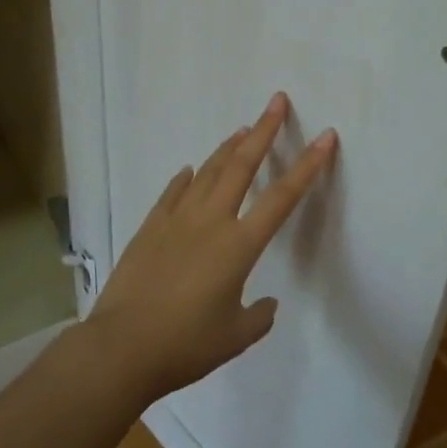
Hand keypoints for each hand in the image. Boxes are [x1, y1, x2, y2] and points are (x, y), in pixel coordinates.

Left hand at [86, 92, 337, 405]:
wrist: (122, 347)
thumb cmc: (185, 345)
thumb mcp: (235, 337)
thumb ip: (258, 316)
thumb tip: (265, 303)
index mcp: (238, 245)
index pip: (282, 197)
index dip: (307, 165)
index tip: (324, 136)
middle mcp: (210, 222)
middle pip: (242, 165)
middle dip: (264, 131)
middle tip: (276, 101)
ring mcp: (176, 220)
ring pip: (208, 172)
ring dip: (227, 148)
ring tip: (242, 128)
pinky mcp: (150, 227)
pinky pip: (173, 193)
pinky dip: (186, 178)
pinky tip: (191, 170)